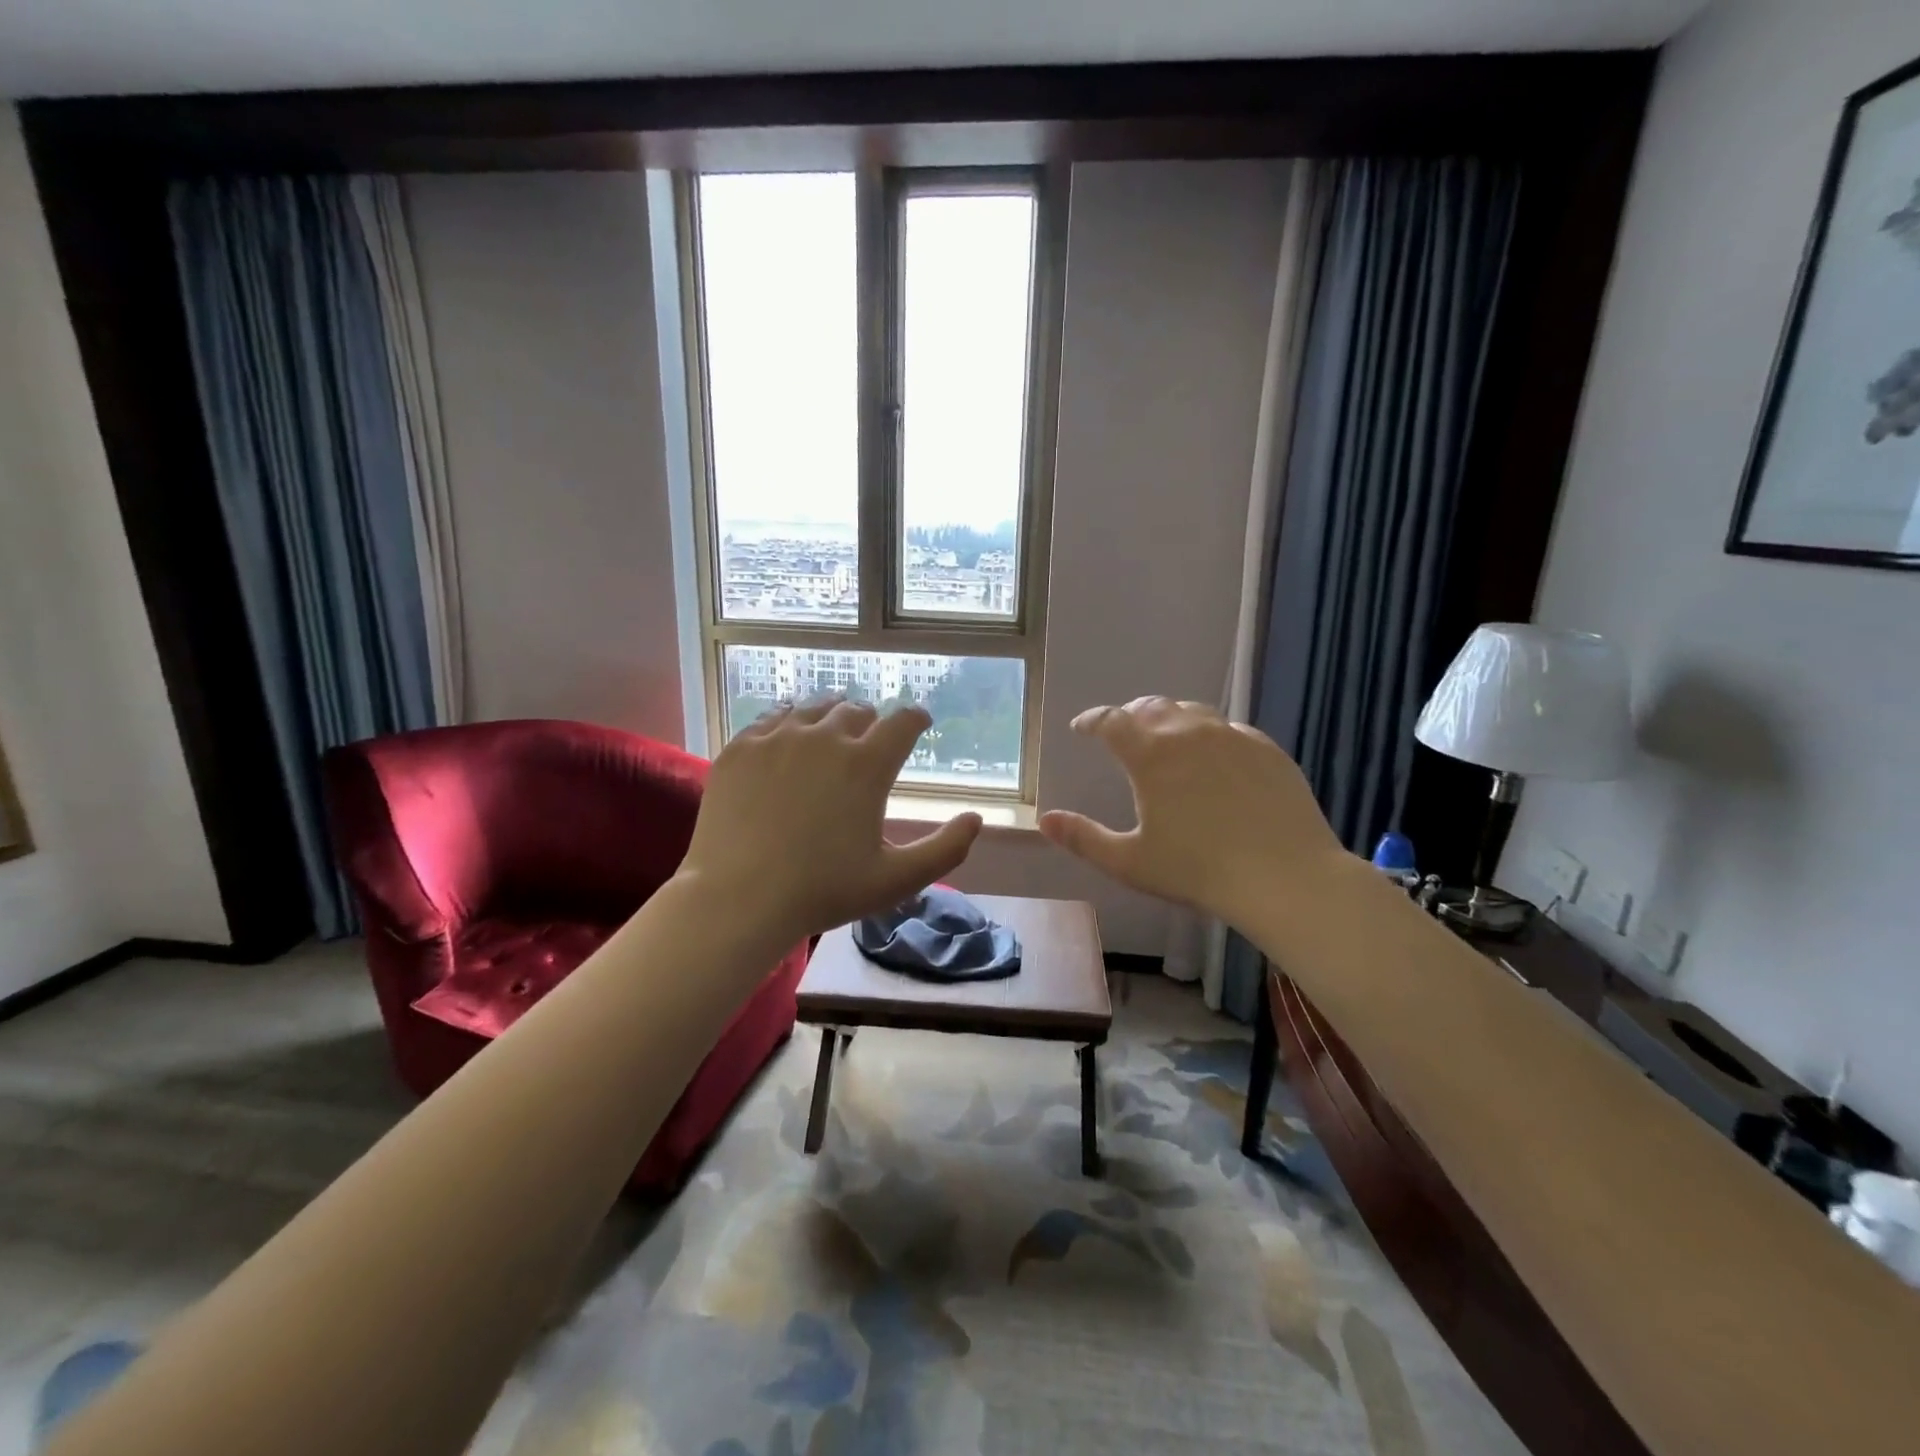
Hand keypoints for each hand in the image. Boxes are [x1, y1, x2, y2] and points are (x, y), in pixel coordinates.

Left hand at [678, 698, 983, 938]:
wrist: (738, 899)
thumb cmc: (824, 891)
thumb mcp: (897, 880)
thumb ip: (946, 849)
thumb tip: (975, 819)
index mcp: (868, 764)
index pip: (904, 721)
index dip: (917, 718)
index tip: (919, 723)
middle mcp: (826, 737)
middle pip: (857, 710)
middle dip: (871, 721)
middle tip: (870, 738)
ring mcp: (778, 737)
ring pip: (814, 707)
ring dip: (831, 715)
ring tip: (831, 730)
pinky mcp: (741, 747)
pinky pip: (772, 718)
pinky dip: (789, 722)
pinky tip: (788, 738)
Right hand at [1038, 697, 1348, 925]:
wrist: (1286, 877)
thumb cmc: (1198, 871)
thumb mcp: (1130, 862)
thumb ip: (1083, 838)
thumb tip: (1045, 820)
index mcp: (1151, 754)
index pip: (1111, 721)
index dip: (1092, 720)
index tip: (1082, 728)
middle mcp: (1189, 733)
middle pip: (1151, 707)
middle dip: (1129, 715)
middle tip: (1121, 731)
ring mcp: (1233, 737)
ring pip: (1192, 712)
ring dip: (1169, 719)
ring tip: (1165, 736)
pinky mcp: (1267, 749)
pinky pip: (1229, 729)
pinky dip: (1209, 734)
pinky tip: (1214, 756)